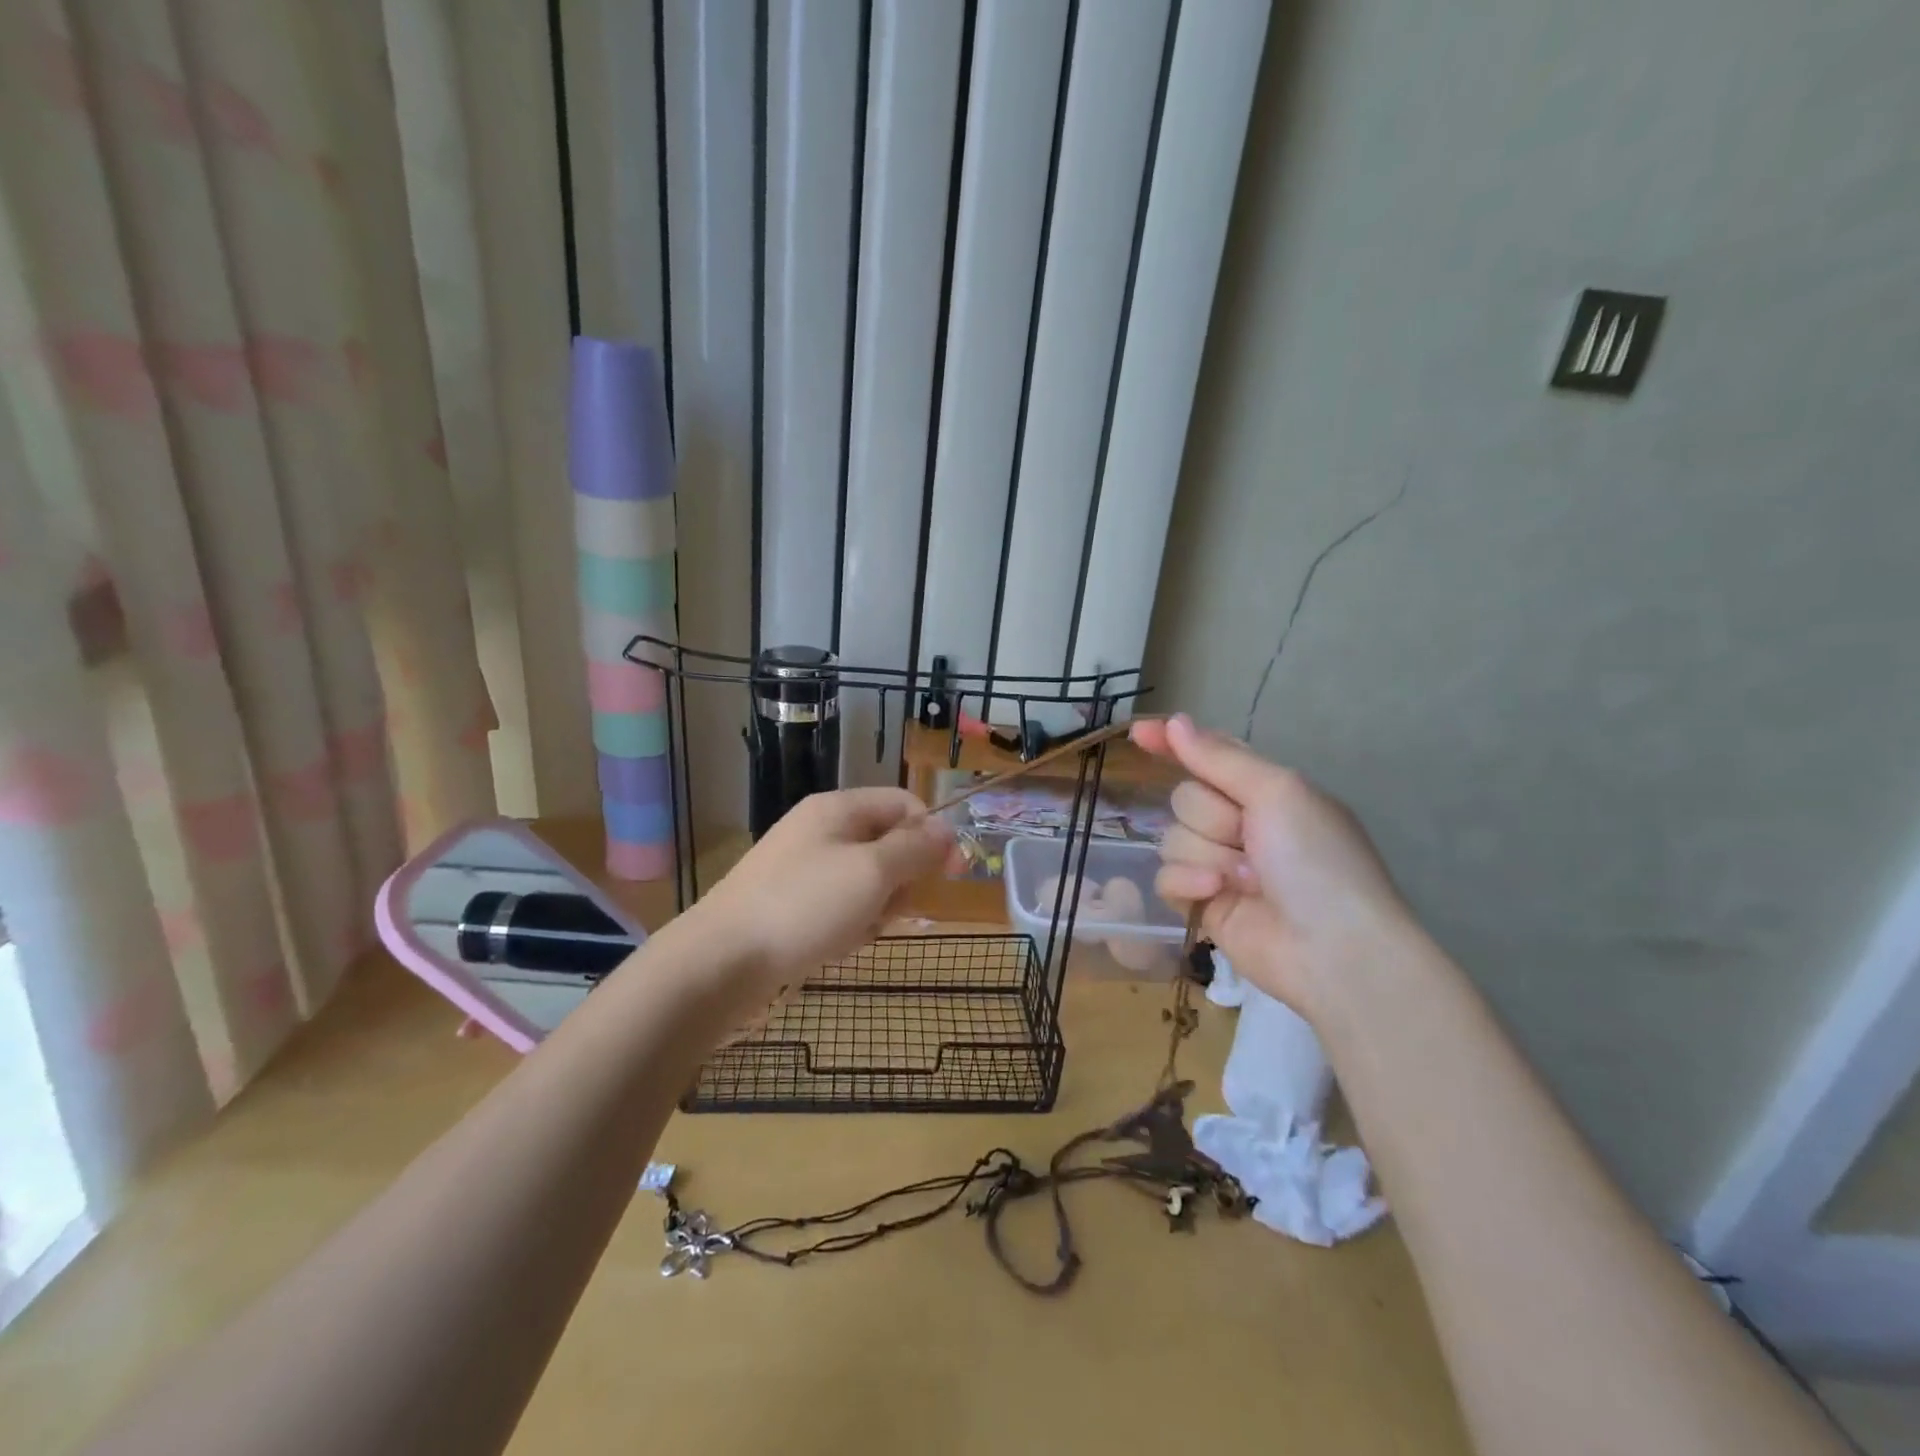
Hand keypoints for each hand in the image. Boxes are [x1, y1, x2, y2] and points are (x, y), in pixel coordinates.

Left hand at [679, 788, 957, 1010]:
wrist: (721, 960)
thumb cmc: (804, 906)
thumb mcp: (872, 872)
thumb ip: (915, 848)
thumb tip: (947, 830)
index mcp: (838, 808)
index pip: (904, 804)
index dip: (933, 834)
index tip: (952, 875)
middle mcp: (820, 829)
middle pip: (887, 842)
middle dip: (903, 877)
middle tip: (894, 909)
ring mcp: (802, 866)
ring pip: (866, 878)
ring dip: (878, 905)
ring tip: (861, 931)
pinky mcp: (790, 901)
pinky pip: (840, 903)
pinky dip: (850, 922)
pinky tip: (839, 944)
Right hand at [1131, 714, 1418, 1017]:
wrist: (1333, 950)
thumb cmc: (1317, 861)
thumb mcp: (1278, 792)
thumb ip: (1219, 758)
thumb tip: (1174, 722)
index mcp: (1264, 791)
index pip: (1208, 755)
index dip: (1172, 743)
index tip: (1138, 733)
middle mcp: (1239, 823)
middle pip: (1185, 798)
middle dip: (1212, 817)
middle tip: (1249, 839)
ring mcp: (1218, 864)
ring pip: (1172, 838)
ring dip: (1208, 855)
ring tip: (1248, 880)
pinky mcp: (1201, 903)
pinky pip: (1165, 878)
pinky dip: (1189, 884)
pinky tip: (1216, 895)